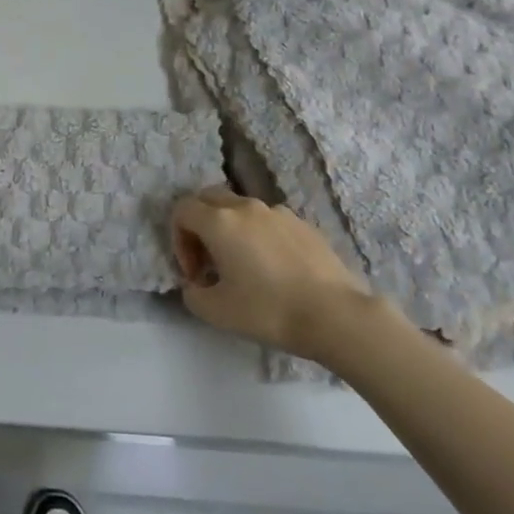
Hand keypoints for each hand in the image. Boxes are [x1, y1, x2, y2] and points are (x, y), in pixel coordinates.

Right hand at [171, 186, 378, 362]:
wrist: (335, 315)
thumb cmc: (268, 311)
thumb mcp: (216, 312)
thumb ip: (192, 294)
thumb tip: (196, 284)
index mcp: (219, 222)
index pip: (182, 210)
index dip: (178, 239)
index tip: (194, 273)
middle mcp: (246, 207)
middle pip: (209, 198)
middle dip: (200, 225)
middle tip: (210, 261)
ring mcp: (278, 212)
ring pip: (240, 208)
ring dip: (231, 229)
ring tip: (243, 267)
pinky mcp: (303, 223)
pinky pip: (268, 221)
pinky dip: (259, 236)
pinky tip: (274, 269)